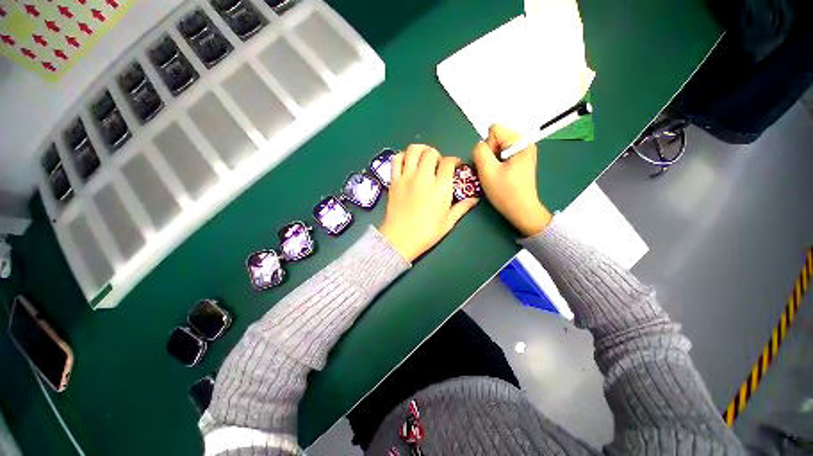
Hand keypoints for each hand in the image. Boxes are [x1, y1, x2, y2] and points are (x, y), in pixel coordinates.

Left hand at [378, 145, 478, 261]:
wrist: (400, 240)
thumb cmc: (426, 233)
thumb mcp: (448, 222)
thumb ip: (462, 208)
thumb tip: (474, 199)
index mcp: (440, 188)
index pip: (449, 163)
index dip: (454, 161)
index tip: (455, 166)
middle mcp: (424, 177)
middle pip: (431, 152)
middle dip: (437, 155)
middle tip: (438, 165)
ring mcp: (406, 177)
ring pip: (413, 150)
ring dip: (421, 150)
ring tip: (423, 159)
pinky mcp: (394, 181)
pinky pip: (396, 159)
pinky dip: (402, 156)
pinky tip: (407, 163)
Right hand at [473, 124, 551, 236]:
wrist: (521, 211)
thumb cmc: (505, 192)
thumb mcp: (487, 171)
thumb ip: (479, 151)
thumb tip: (480, 146)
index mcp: (520, 142)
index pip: (494, 130)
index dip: (487, 147)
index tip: (491, 164)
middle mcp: (524, 143)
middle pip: (496, 138)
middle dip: (489, 154)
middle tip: (492, 171)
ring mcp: (523, 152)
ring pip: (497, 148)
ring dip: (492, 161)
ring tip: (496, 175)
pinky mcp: (521, 160)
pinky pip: (502, 155)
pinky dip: (497, 164)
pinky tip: (500, 176)